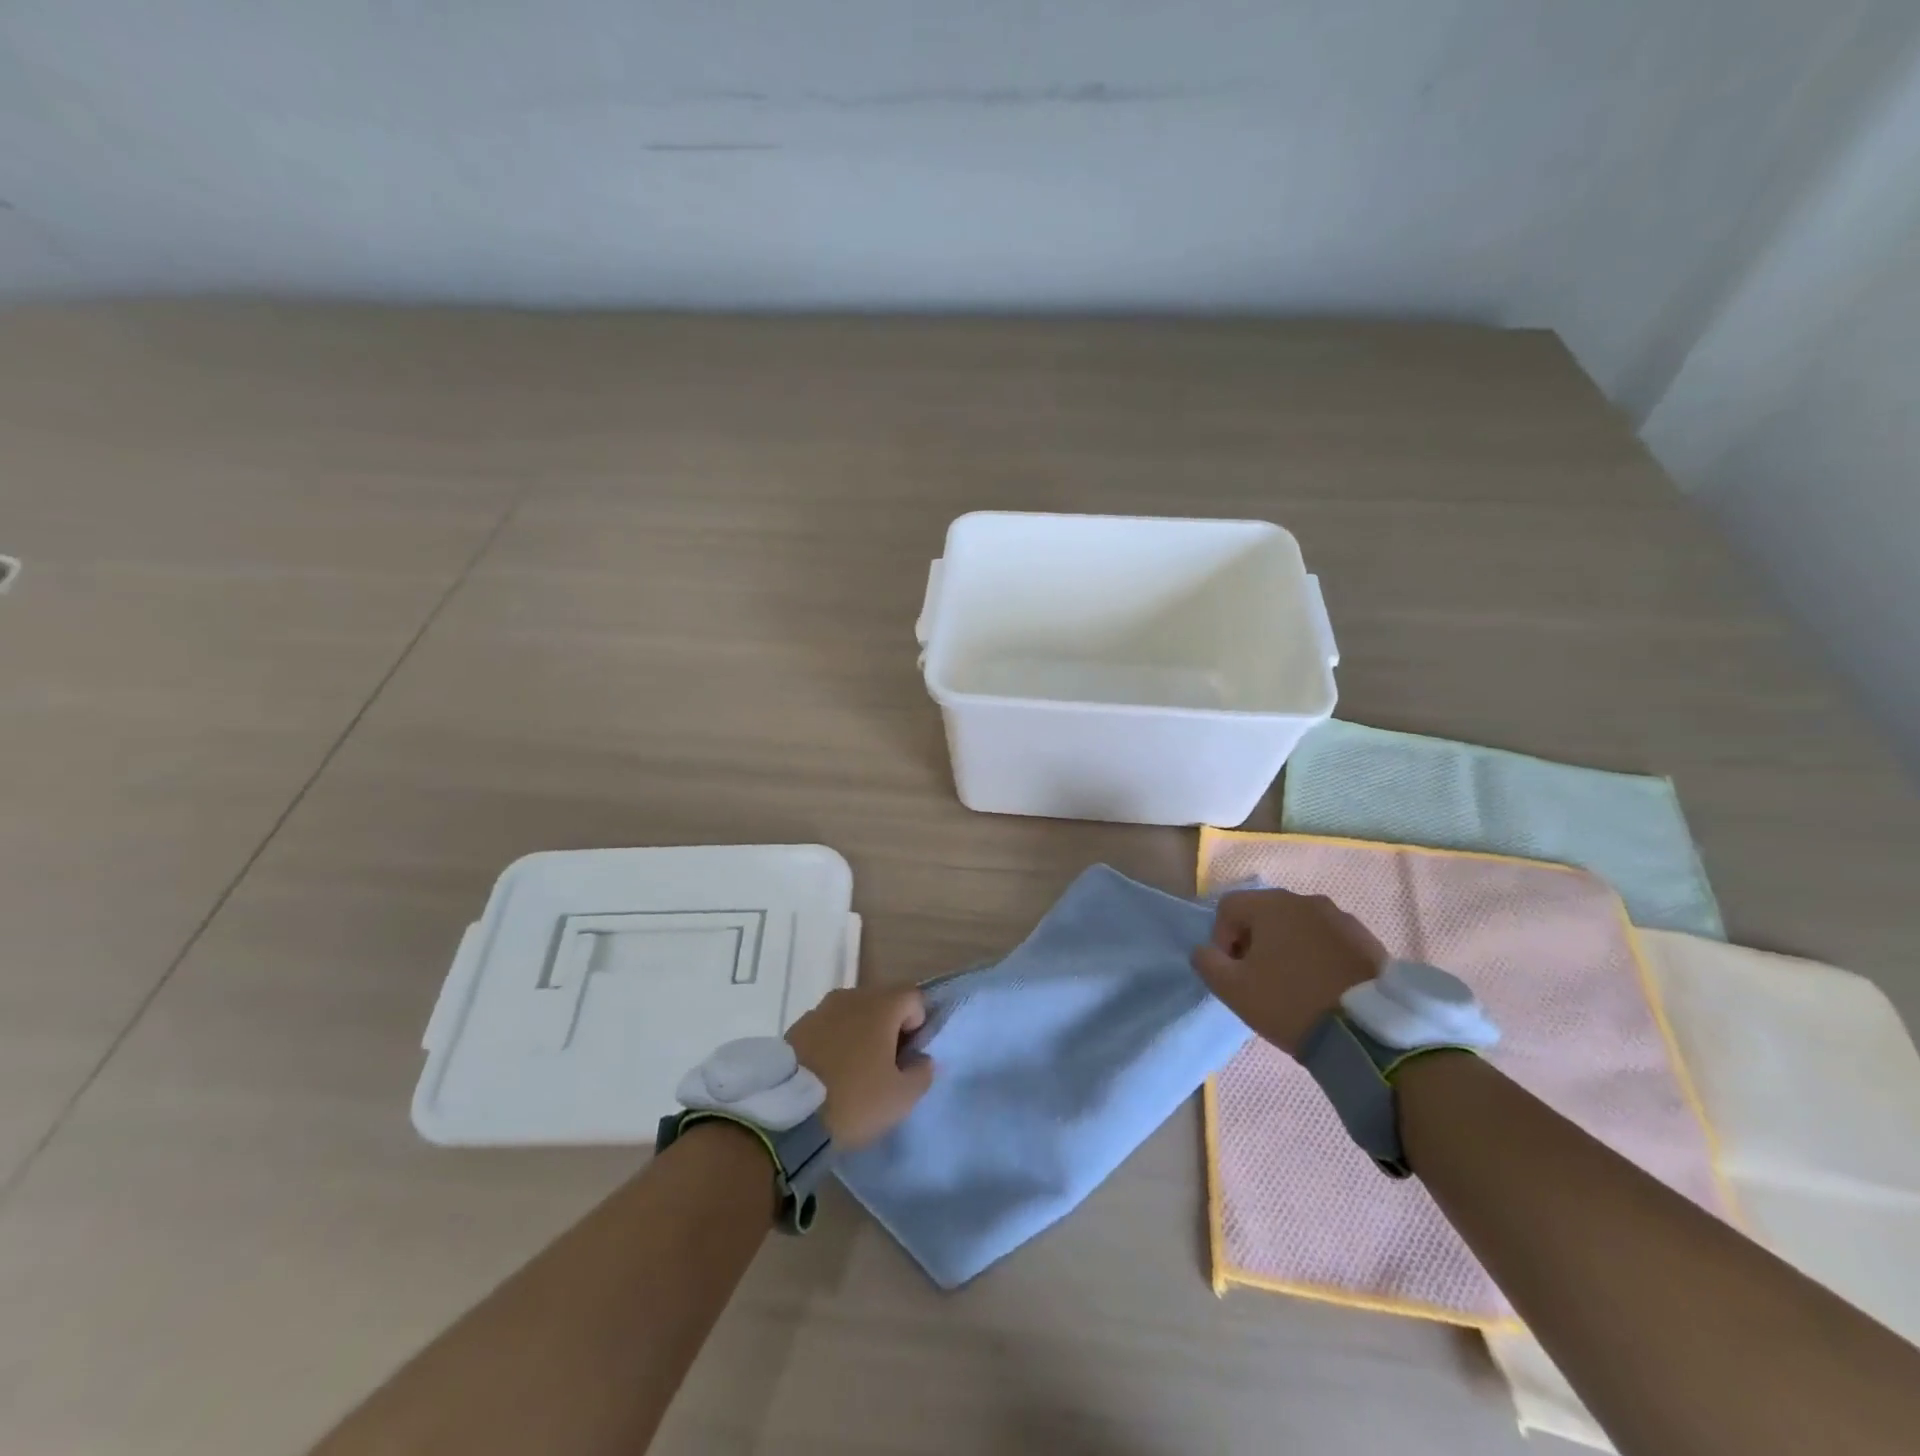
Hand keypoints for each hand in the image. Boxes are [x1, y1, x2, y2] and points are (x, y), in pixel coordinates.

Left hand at [785, 987, 934, 1148]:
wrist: (786, 1115)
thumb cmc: (854, 1100)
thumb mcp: (901, 1098)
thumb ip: (922, 1073)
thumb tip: (923, 1059)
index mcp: (881, 1005)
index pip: (914, 997)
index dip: (918, 1025)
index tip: (907, 1057)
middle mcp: (851, 996)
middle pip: (882, 1002)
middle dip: (889, 1028)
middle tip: (885, 1067)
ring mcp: (820, 1009)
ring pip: (853, 1014)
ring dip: (860, 1034)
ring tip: (854, 1072)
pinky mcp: (796, 1027)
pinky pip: (828, 1027)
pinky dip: (834, 1042)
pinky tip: (828, 1073)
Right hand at [1192, 889, 1387, 1055]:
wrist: (1368, 1033)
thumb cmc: (1290, 1002)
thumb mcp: (1233, 989)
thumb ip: (1207, 962)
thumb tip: (1204, 950)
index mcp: (1271, 904)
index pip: (1229, 907)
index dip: (1221, 938)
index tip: (1232, 970)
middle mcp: (1306, 900)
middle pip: (1265, 913)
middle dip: (1254, 941)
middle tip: (1258, 978)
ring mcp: (1341, 918)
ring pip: (1298, 926)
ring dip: (1287, 947)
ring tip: (1293, 984)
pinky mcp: (1368, 940)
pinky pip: (1329, 940)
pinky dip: (1318, 955)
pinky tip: (1322, 986)